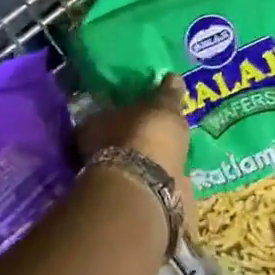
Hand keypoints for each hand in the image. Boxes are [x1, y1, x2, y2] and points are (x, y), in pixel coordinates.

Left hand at [75, 75, 193, 209]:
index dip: (126, 109)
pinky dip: (163, 175)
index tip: (144, 106)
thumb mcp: (162, 107)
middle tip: (161, 127)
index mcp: (94, 125)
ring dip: (152, 157)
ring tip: (175, 148)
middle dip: (139, 135)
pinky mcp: (138, 197)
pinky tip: (179, 169)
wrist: (151, 189)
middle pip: (120, 139)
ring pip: (136, 161)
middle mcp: (98, 152)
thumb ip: (167, 94)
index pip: (107, 112)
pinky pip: (153, 179)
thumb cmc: (147, 136)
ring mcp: (116, 178)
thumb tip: (173, 77)